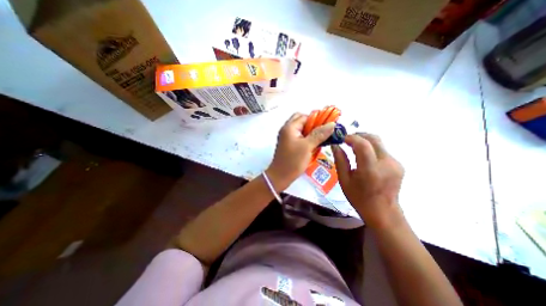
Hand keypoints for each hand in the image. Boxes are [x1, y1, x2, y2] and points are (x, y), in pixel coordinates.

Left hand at [267, 113, 334, 190]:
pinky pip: (299, 137)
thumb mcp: (307, 147)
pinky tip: (314, 145)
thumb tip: (332, 124)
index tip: (327, 126)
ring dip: (311, 132)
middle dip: (313, 125)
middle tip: (322, 133)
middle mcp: (287, 130)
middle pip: (302, 121)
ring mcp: (287, 137)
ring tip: (320, 139)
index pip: (305, 116)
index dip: (316, 119)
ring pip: (301, 129)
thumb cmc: (293, 161)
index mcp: (289, 127)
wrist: (280, 177)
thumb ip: (319, 134)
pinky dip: (307, 138)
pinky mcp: (289, 144)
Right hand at [333, 133, 404, 227]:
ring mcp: (395, 163)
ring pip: (378, 143)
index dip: (351, 138)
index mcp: (370, 170)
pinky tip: (364, 157)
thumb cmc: (359, 198)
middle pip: (374, 138)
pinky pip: (382, 150)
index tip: (341, 138)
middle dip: (358, 135)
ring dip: (364, 141)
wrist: (383, 213)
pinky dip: (371, 149)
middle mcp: (386, 163)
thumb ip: (340, 160)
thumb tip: (335, 145)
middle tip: (346, 140)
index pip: (362, 144)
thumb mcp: (344, 180)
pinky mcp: (398, 164)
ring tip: (352, 147)